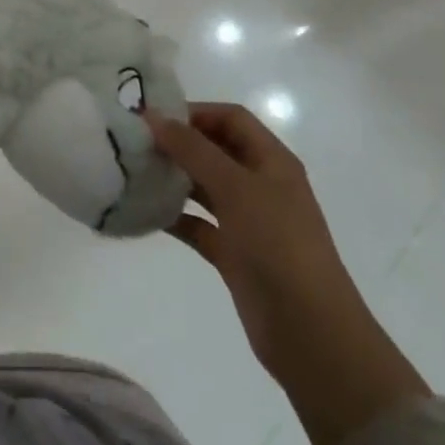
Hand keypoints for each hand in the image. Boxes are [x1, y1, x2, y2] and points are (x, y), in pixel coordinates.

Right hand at [149, 104, 429, 444]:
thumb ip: (192, 149)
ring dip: (173, 178)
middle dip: (178, 143)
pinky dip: (174, 216)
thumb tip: (152, 116)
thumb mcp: (235, 187)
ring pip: (204, 186)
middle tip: (135, 143)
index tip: (152, 118)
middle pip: (215, 150)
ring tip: (133, 172)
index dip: (194, 112)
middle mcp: (261, 185)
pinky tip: (144, 213)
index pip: (231, 118)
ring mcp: (248, 221)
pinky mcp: (234, 254)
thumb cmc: (278, 245)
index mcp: (272, 161)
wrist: (311, 333)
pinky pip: (198, 224)